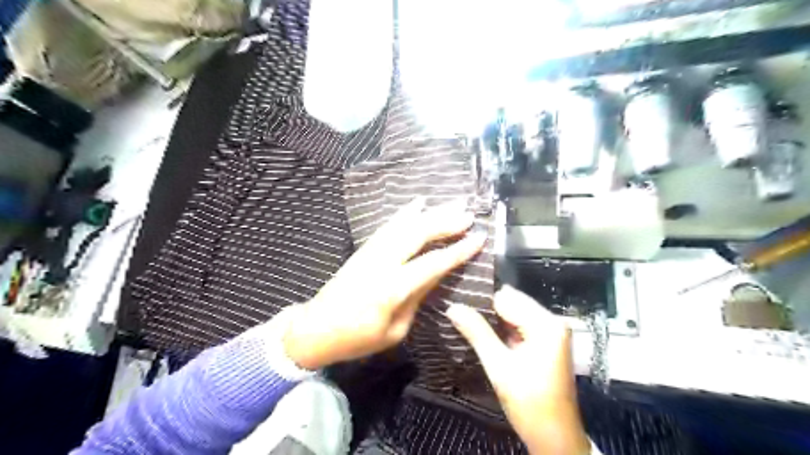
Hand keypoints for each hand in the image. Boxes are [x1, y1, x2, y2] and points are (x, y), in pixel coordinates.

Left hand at [283, 197, 486, 371]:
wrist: (315, 328)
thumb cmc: (358, 338)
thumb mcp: (395, 330)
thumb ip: (416, 298)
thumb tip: (434, 275)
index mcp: (393, 288)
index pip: (433, 263)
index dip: (458, 250)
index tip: (479, 237)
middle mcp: (383, 263)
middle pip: (418, 234)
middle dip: (446, 222)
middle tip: (469, 214)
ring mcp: (371, 252)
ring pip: (404, 225)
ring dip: (431, 212)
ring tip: (452, 202)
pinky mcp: (364, 249)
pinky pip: (388, 226)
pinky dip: (405, 213)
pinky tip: (417, 203)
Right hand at [450, 287, 589, 452]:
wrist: (555, 437)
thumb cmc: (529, 402)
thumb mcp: (499, 366)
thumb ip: (477, 332)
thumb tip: (453, 306)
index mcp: (546, 324)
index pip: (506, 298)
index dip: (482, 302)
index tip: (459, 305)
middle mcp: (552, 321)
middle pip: (512, 303)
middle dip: (488, 310)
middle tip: (460, 316)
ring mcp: (552, 331)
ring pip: (515, 313)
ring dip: (494, 320)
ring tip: (468, 323)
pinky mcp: (548, 342)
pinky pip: (521, 325)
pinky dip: (504, 329)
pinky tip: (486, 335)